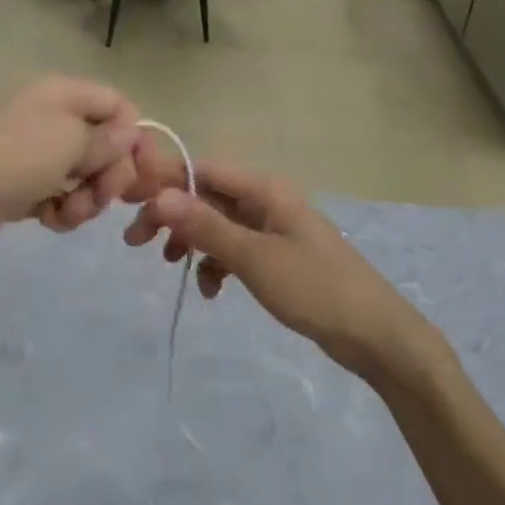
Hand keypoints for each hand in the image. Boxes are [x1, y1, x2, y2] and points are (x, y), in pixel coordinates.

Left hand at [0, 77, 141, 265]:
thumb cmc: (13, 161)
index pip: (117, 104)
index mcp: (61, 94)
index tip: (137, 169)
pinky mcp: (21, 186)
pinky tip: (49, 221)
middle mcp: (50, 117)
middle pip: (104, 144)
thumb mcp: (70, 143)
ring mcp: (33, 153)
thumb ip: (107, 139)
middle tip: (99, 197)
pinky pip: (58, 196)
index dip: (132, 135)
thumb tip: (130, 133)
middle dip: (108, 175)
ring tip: (67, 214)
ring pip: (83, 176)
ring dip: (85, 199)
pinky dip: (60, 211)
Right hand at [123, 154, 442, 381]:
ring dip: (191, 240)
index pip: (202, 170)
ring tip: (168, 265)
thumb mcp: (254, 258)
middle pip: (206, 197)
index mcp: (265, 190)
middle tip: (135, 241)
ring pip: (217, 224)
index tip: (130, 204)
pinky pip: (234, 250)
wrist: (375, 334)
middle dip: (171, 215)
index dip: (164, 182)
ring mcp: (272, 229)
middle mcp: (266, 201)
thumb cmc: (314, 289)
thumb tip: (161, 196)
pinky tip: (210, 291)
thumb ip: (206, 226)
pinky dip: (216, 264)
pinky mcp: (276, 256)